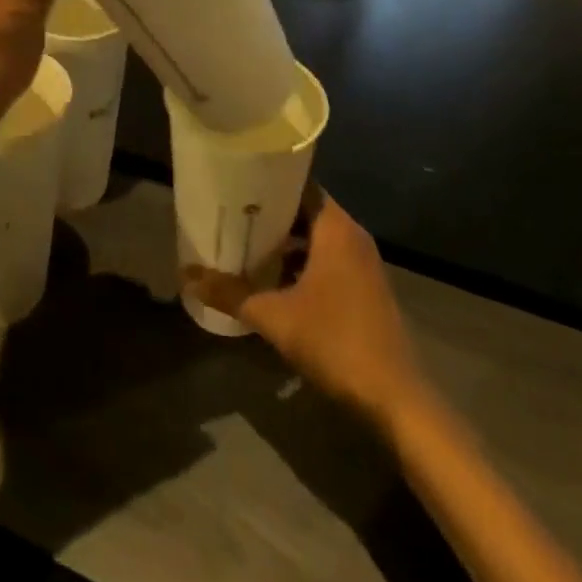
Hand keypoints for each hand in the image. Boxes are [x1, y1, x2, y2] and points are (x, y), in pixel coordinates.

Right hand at [184, 190, 426, 428]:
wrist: (395, 400)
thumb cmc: (336, 341)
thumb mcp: (275, 317)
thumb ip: (231, 294)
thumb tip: (186, 277)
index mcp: (335, 227)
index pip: (299, 183)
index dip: (268, 180)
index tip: (236, 181)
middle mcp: (352, 235)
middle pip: (305, 210)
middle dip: (270, 213)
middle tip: (232, 213)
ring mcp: (363, 263)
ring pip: (317, 237)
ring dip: (286, 242)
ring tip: (246, 244)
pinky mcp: (366, 288)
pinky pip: (328, 259)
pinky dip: (302, 262)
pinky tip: (274, 280)